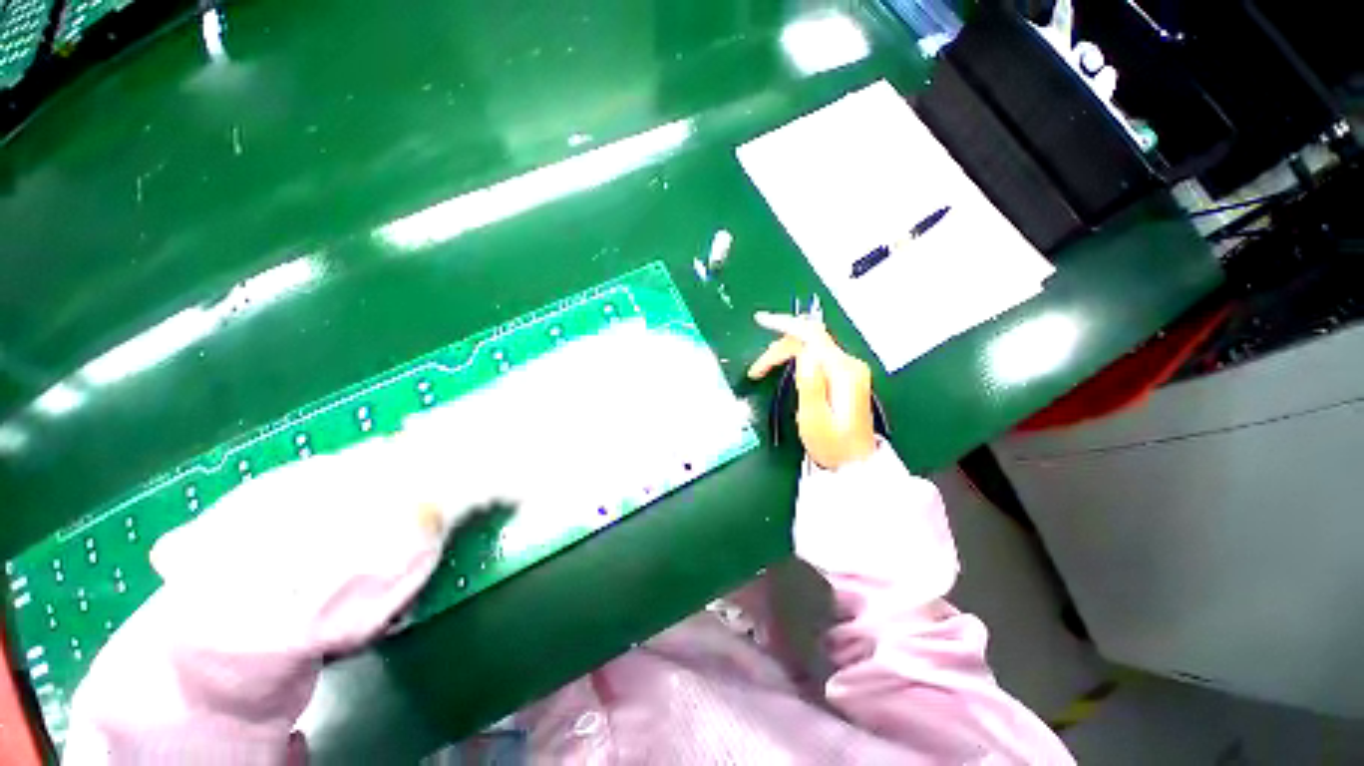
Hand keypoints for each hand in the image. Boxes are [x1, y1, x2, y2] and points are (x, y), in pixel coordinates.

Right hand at [747, 311, 876, 469]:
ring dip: (784, 353)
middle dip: (779, 348)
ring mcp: (849, 369)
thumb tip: (804, 352)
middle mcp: (849, 364)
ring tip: (764, 370)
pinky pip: (816, 356)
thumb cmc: (831, 445)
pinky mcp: (844, 376)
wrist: (855, 465)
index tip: (760, 321)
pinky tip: (784, 368)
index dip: (785, 324)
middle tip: (757, 371)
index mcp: (843, 372)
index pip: (812, 335)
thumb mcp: (814, 418)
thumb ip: (810, 383)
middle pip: (810, 339)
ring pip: (811, 346)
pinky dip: (795, 358)